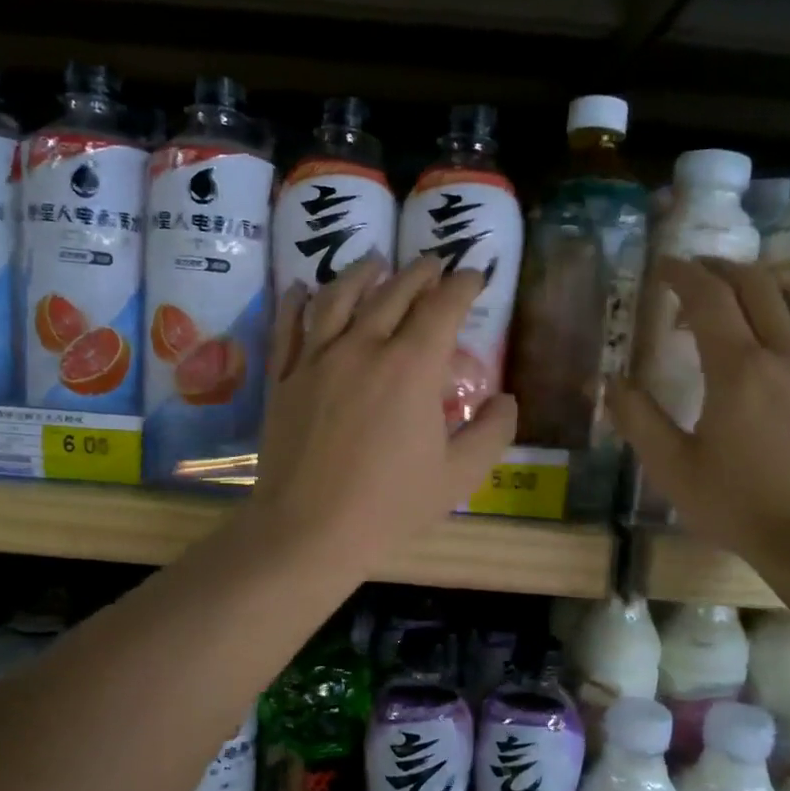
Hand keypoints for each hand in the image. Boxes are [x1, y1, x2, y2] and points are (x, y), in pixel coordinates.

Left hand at [251, 255, 517, 568]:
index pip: (443, 307)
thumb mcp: (459, 476)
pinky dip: (298, 300)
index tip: (474, 276)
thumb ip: (491, 432)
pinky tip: (303, 288)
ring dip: (362, 273)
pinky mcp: (284, 378)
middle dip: (420, 272)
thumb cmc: (390, 506)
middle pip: (394, 292)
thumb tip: (506, 399)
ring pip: (338, 297)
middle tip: (434, 262)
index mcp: (412, 367)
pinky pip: (289, 327)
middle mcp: (363, 347)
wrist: (309, 530)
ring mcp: (316, 359)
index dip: (462, 285)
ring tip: (375, 261)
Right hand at [608, 257, 789, 563]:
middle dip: (720, 268)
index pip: (709, 298)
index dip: (683, 274)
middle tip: (692, 272)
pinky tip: (782, 324)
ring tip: (738, 286)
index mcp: (737, 369)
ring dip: (763, 279)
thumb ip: (638, 419)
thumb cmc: (736, 503)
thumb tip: (609, 381)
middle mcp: (781, 353)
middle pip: (755, 285)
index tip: (662, 268)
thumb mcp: (671, 467)